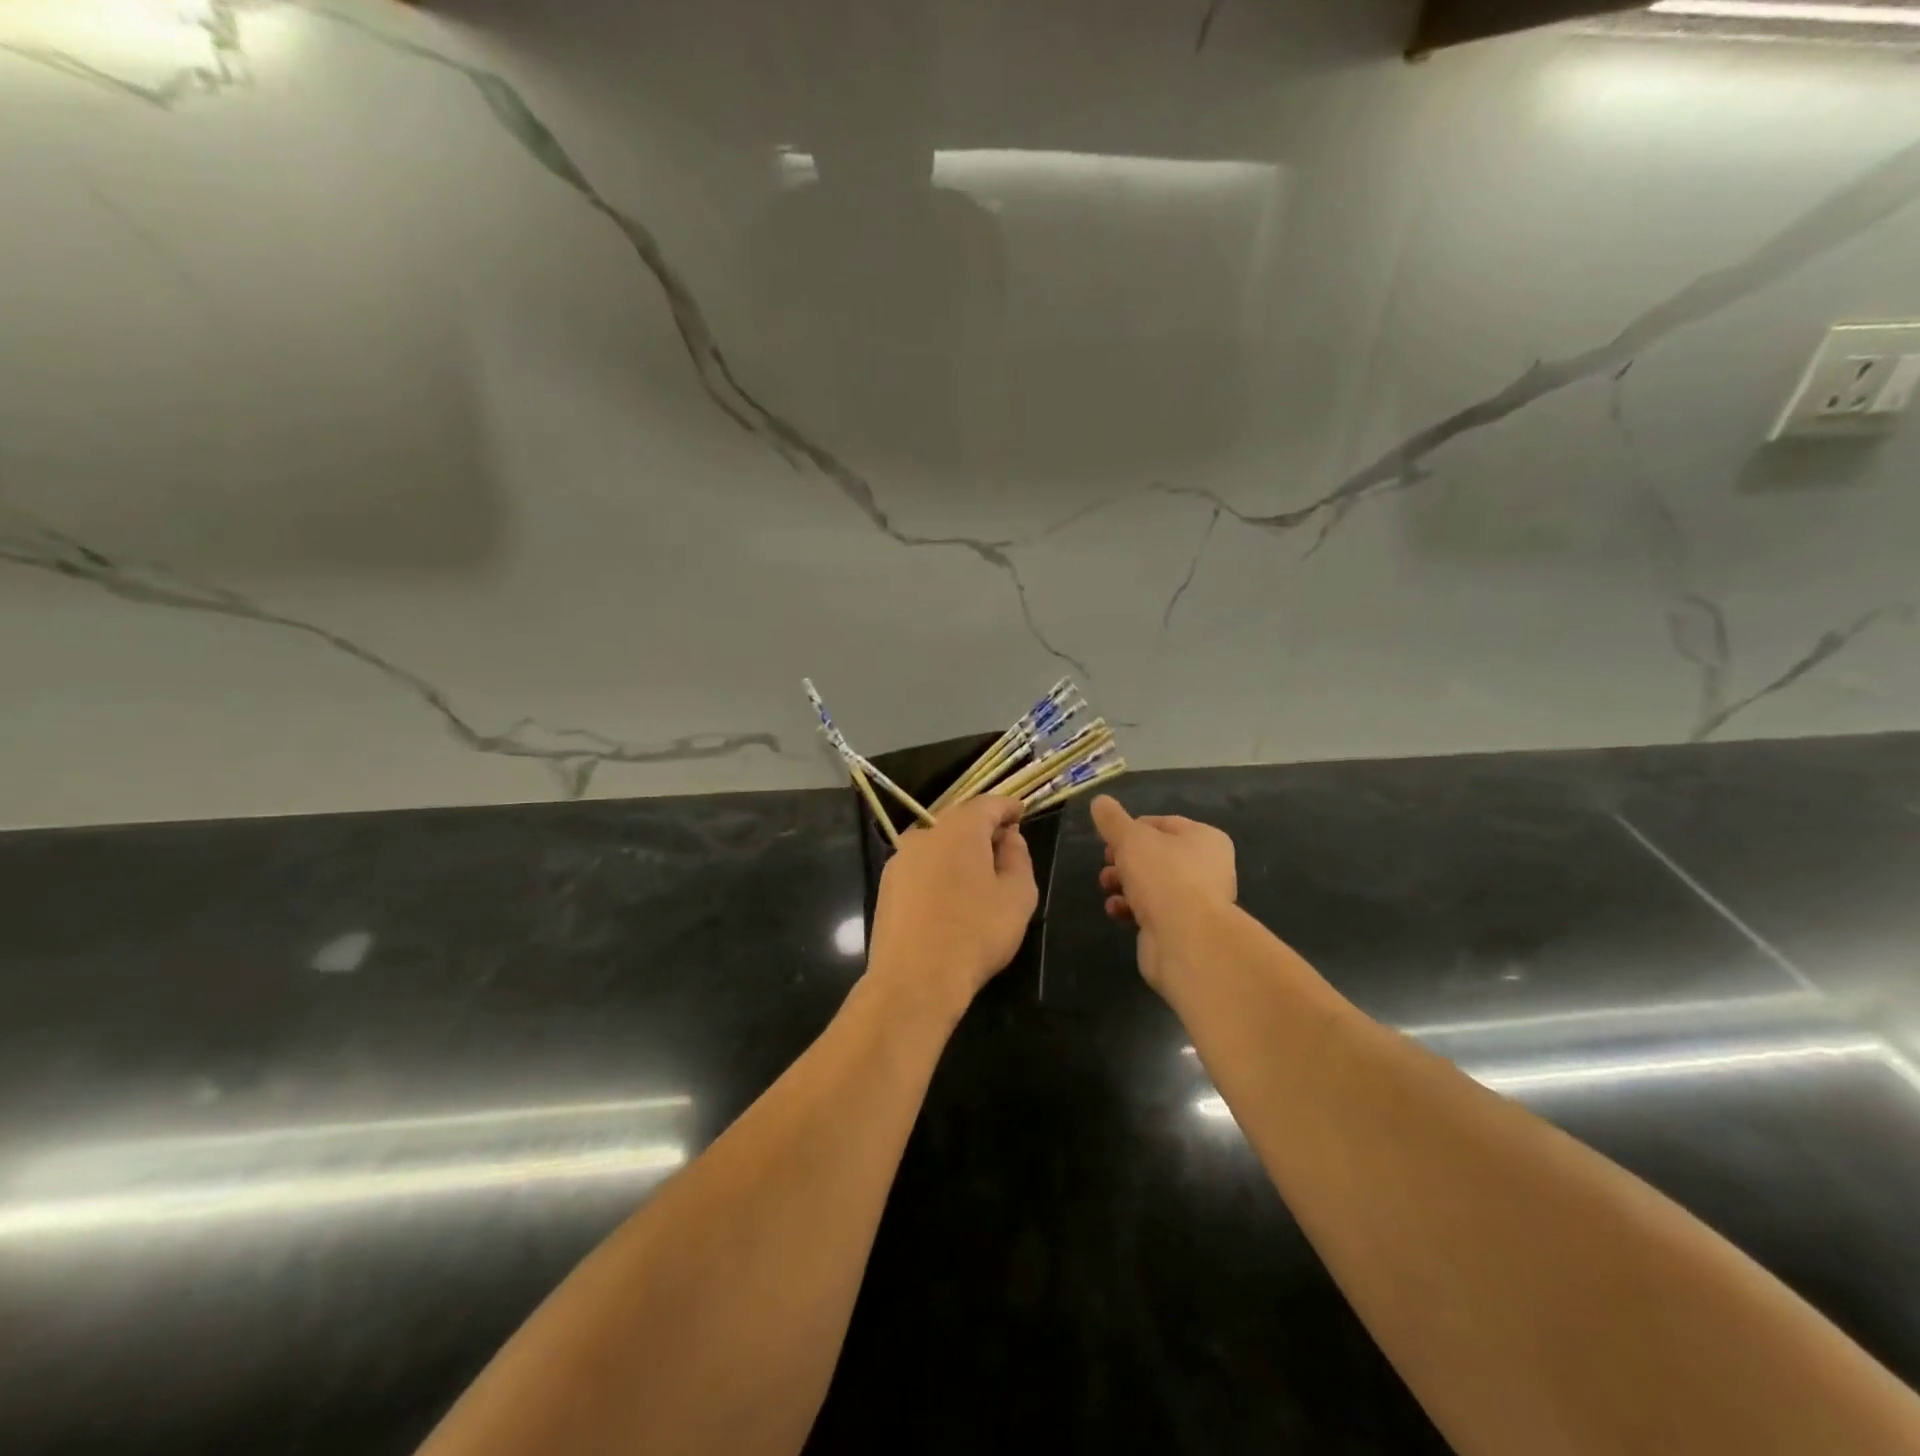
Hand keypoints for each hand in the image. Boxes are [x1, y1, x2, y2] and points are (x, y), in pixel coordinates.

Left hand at [867, 796, 1038, 1021]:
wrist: (915, 979)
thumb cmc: (976, 933)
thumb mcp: (1017, 895)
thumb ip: (1018, 858)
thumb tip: (1009, 838)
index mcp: (958, 829)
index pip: (988, 804)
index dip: (1008, 807)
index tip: (1021, 814)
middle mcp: (924, 835)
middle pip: (960, 822)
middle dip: (983, 830)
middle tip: (1005, 849)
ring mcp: (900, 860)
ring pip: (937, 845)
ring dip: (959, 853)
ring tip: (978, 878)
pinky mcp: (886, 886)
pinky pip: (921, 867)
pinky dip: (939, 872)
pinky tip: (950, 899)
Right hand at [1091, 795, 1236, 994]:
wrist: (1186, 940)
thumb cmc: (1163, 876)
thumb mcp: (1130, 839)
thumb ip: (1112, 820)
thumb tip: (1099, 801)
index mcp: (1206, 839)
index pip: (1164, 823)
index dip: (1133, 828)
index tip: (1109, 838)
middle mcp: (1208, 868)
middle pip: (1157, 855)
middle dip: (1125, 859)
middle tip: (1106, 862)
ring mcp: (1198, 901)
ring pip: (1153, 884)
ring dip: (1125, 884)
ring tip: (1106, 887)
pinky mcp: (1185, 929)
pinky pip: (1154, 911)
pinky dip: (1132, 909)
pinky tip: (1116, 911)